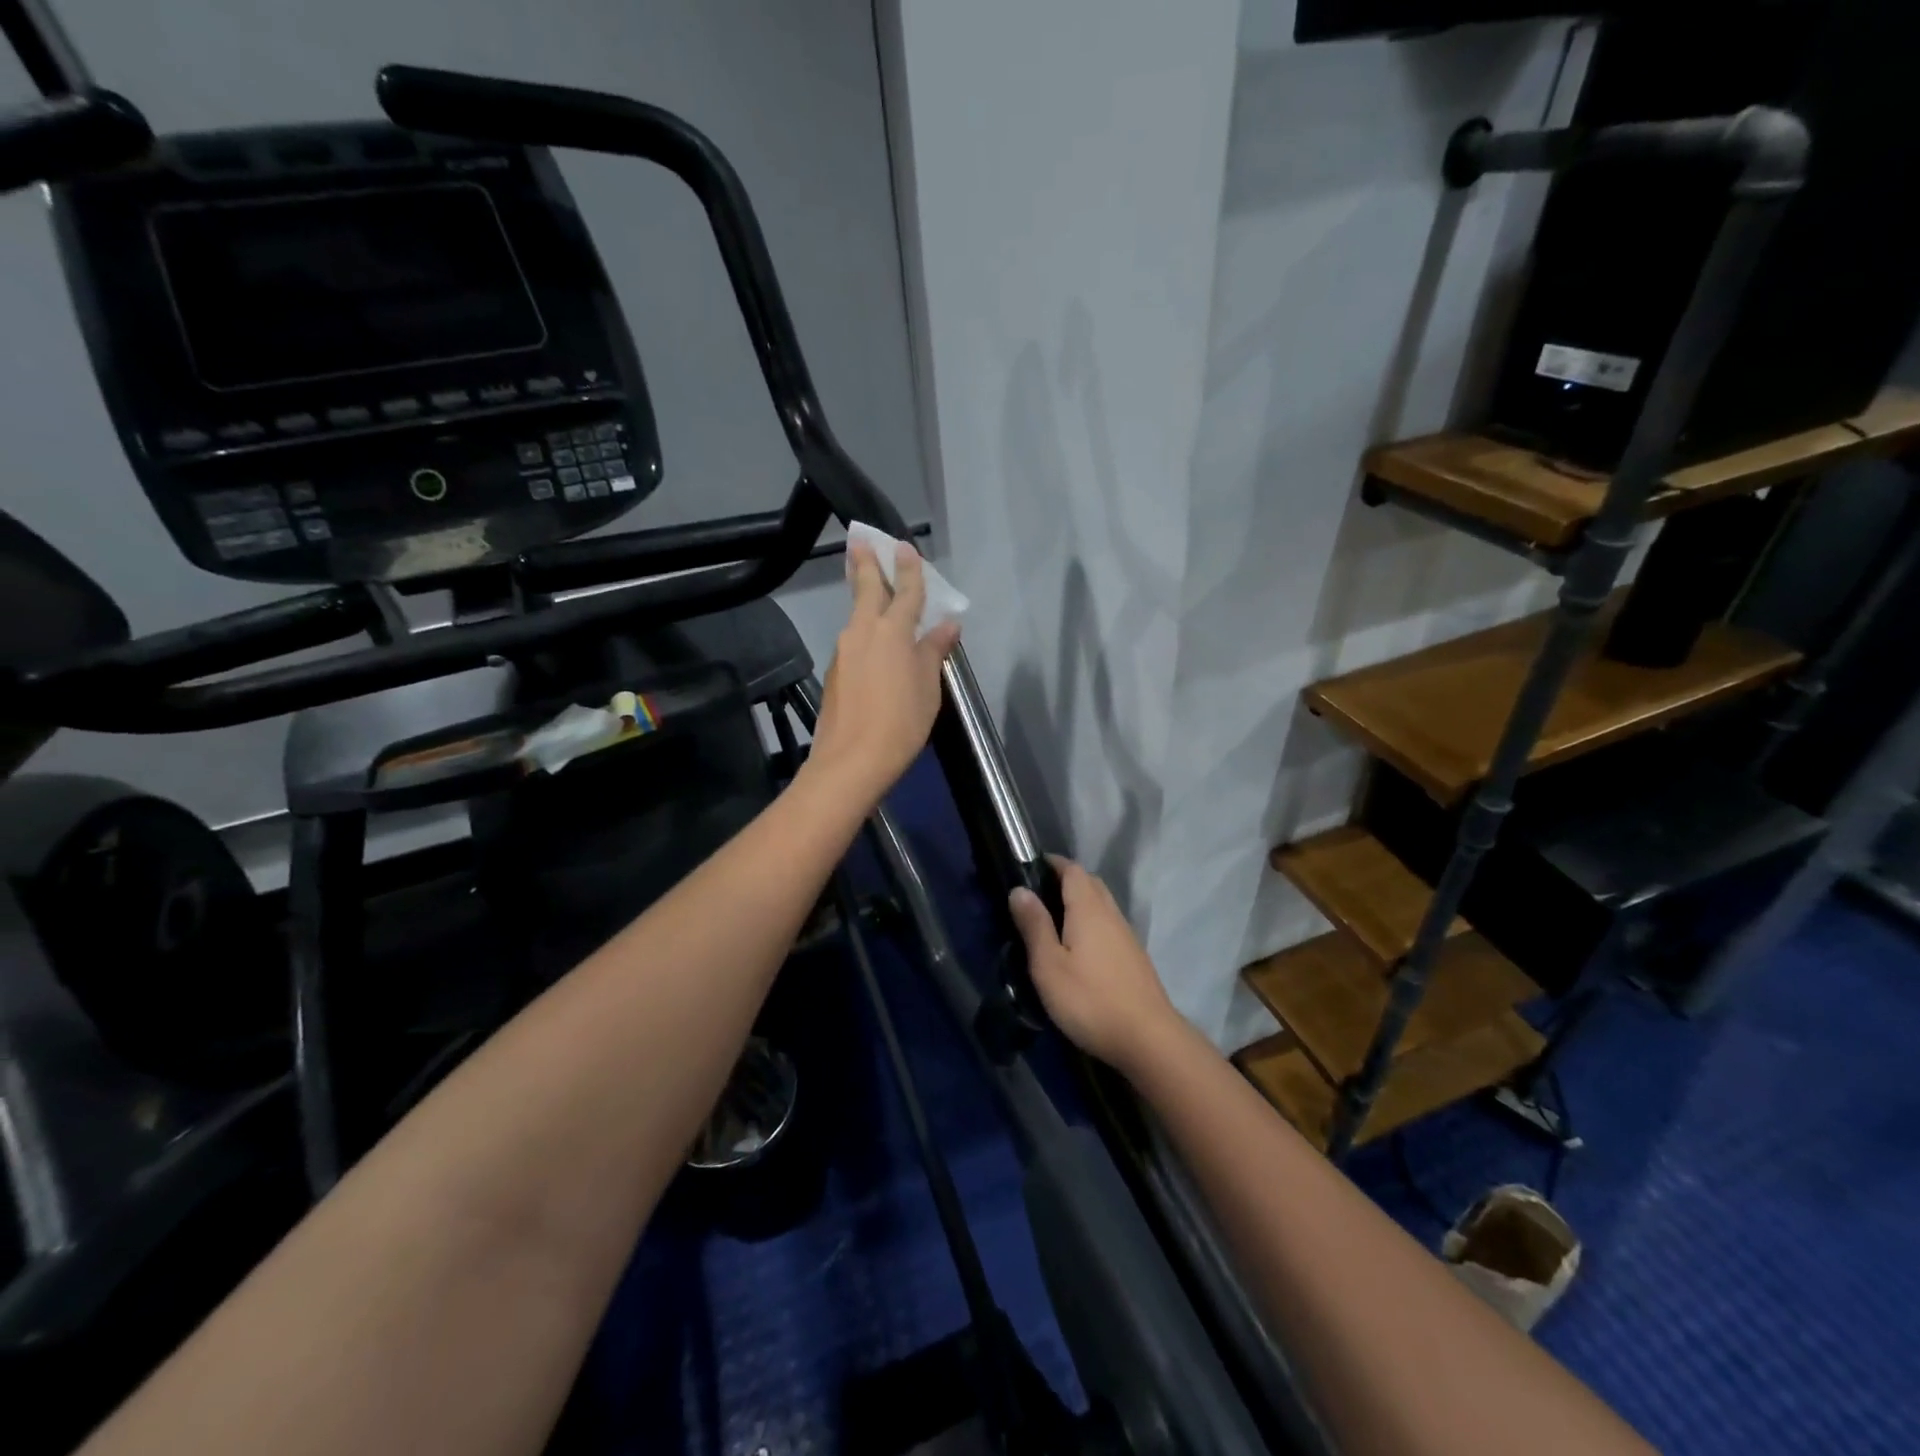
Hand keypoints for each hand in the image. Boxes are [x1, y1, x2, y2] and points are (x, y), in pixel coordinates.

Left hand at [806, 539, 960, 805]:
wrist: (852, 761)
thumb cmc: (901, 722)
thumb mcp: (928, 687)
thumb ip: (934, 651)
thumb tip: (947, 625)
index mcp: (892, 631)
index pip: (904, 591)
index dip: (908, 569)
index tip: (905, 546)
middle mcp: (863, 632)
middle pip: (865, 590)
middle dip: (865, 564)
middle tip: (860, 541)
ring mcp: (845, 651)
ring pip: (857, 616)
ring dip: (864, 598)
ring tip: (872, 588)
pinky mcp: (836, 673)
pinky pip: (854, 640)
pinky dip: (864, 631)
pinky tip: (873, 642)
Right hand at [1008, 856, 1186, 1074]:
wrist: (1148, 1039)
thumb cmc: (1090, 1000)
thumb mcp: (1049, 965)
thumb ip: (1034, 925)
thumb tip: (1019, 890)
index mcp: (1089, 909)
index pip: (1073, 869)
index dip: (1052, 863)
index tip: (1029, 868)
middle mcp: (1111, 914)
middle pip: (1090, 883)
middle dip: (1066, 880)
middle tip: (1038, 895)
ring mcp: (1127, 936)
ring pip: (1102, 904)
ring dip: (1080, 902)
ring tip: (1054, 921)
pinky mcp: (1134, 957)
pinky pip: (1109, 925)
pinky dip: (1092, 923)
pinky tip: (1079, 948)